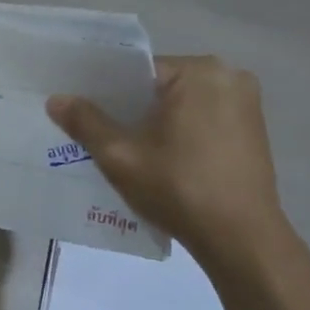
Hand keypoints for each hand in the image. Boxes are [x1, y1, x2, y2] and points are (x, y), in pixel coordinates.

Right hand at [47, 55, 286, 263]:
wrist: (241, 238)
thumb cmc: (178, 188)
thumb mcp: (120, 155)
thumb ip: (85, 122)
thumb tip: (56, 99)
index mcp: (199, 72)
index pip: (136, 71)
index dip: (105, 92)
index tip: (82, 112)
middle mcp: (229, 76)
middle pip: (159, 86)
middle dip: (129, 107)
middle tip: (97, 132)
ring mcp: (246, 103)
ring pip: (180, 103)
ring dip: (154, 121)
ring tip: (125, 147)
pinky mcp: (254, 128)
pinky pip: (201, 118)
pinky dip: (178, 131)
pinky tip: (159, 157)